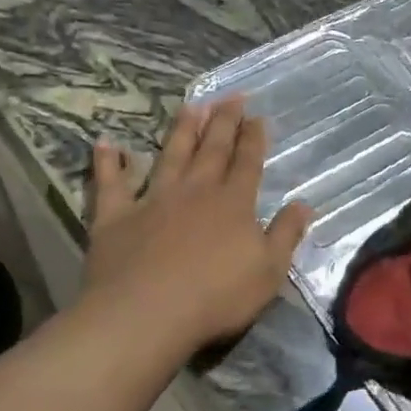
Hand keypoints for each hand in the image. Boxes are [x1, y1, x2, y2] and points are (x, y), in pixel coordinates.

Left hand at [78, 96, 312, 364]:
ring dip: (180, 130)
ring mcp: (153, 200)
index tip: (257, 116)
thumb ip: (286, 234)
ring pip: (169, 156)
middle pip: (212, 149)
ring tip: (190, 105)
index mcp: (233, 203)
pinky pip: (110, 184)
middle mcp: (195, 191)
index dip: (253, 138)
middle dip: (224, 122)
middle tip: (231, 96)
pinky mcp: (115, 217)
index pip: (248, 163)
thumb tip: (304, 204)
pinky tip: (106, 143)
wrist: (146, 314)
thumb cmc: (217, 296)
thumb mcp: (269, 271)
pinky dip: (107, 163)